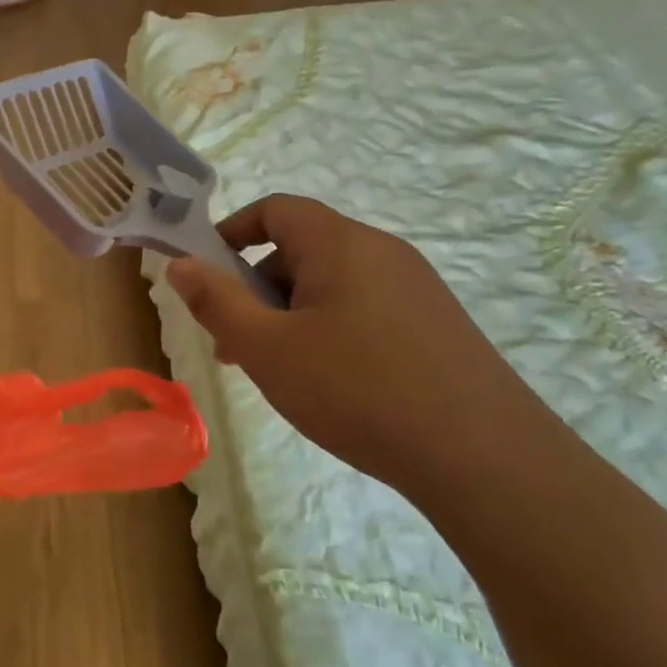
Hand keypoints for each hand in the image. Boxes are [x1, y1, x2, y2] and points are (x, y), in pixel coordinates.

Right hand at [166, 195, 542, 494]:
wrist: (485, 458)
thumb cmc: (357, 390)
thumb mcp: (266, 348)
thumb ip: (216, 301)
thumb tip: (180, 264)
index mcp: (340, 243)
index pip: (276, 209)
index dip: (233, 231)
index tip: (207, 273)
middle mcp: (381, 251)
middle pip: (302, 249)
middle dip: (258, 287)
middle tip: (237, 342)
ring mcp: (416, 288)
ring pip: (332, 284)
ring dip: (291, 314)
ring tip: (278, 371)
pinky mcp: (437, 324)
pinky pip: (364, 308)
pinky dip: (330, 329)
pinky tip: (330, 383)